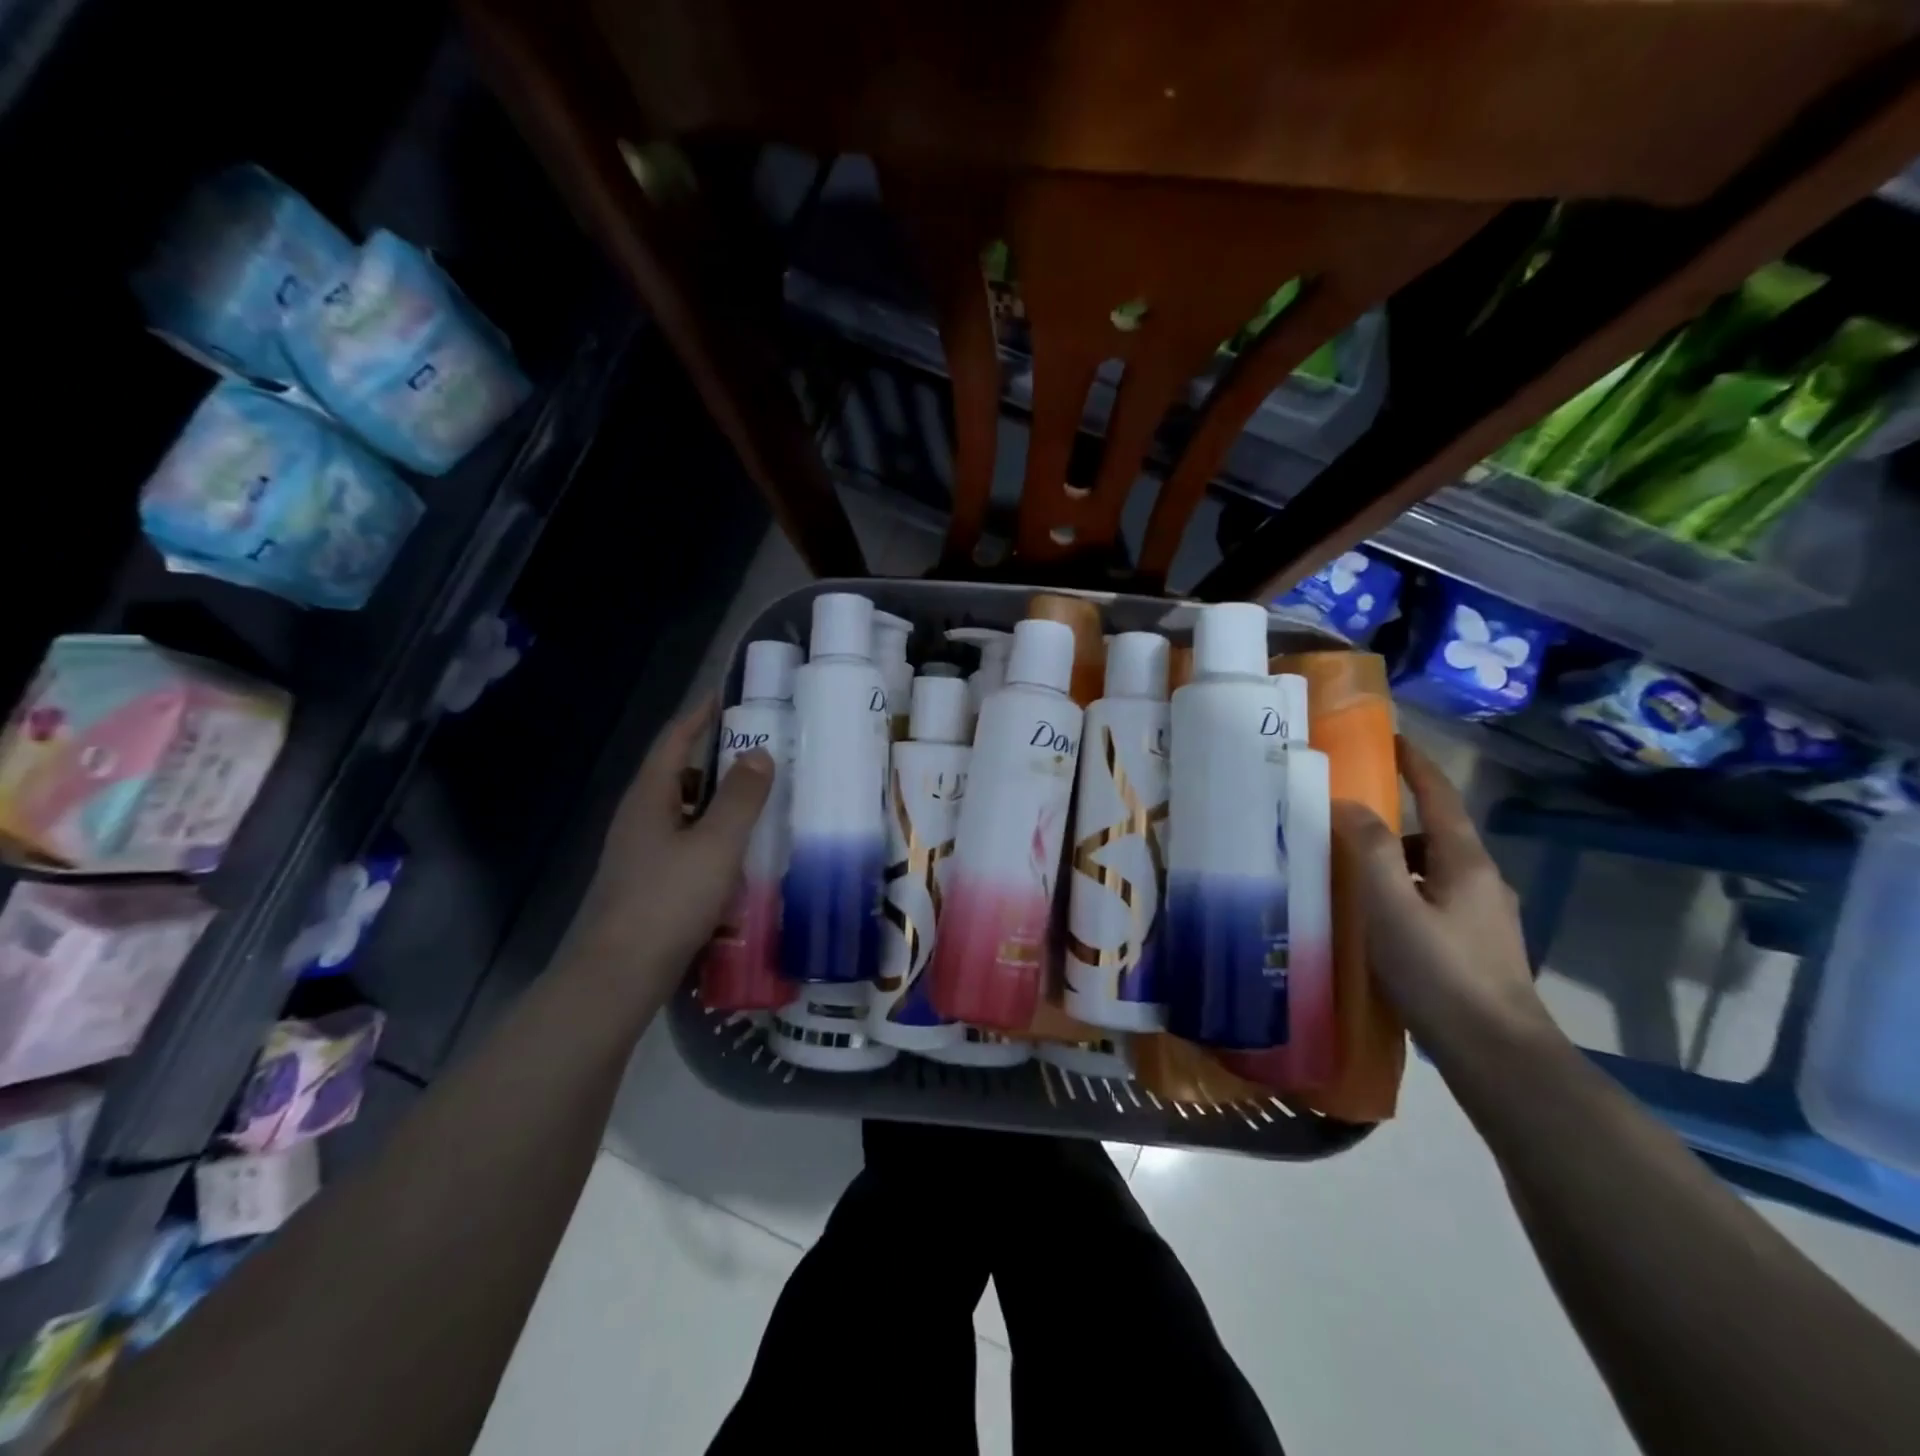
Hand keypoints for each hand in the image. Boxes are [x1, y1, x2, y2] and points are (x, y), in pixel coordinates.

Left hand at [573, 701, 773, 991]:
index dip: (700, 715)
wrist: (619, 976)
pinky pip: (685, 843)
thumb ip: (741, 797)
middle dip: (715, 757)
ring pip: (683, 812)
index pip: (675, 741)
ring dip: (717, 800)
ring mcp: (640, 854)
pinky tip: (738, 853)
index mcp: (649, 798)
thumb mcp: (716, 844)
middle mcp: (639, 819)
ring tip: (758, 799)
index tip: (728, 697)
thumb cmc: (669, 901)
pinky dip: (712, 836)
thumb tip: (759, 753)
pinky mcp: (647, 884)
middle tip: (761, 751)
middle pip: (678, 774)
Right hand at [1330, 735, 1556, 1055]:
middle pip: (1435, 833)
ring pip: (1433, 870)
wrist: (1498, 1055)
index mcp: (1465, 863)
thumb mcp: (1392, 907)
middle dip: (1395, 819)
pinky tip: (1379, 920)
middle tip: (1346, 818)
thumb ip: (1370, 850)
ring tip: (1351, 874)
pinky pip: (1435, 899)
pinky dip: (1405, 892)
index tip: (1392, 738)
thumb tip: (1349, 803)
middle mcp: (1483, 881)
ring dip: (1396, 861)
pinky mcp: (1479, 946)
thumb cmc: (1439, 973)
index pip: (1440, 798)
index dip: (1416, 765)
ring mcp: (1486, 916)